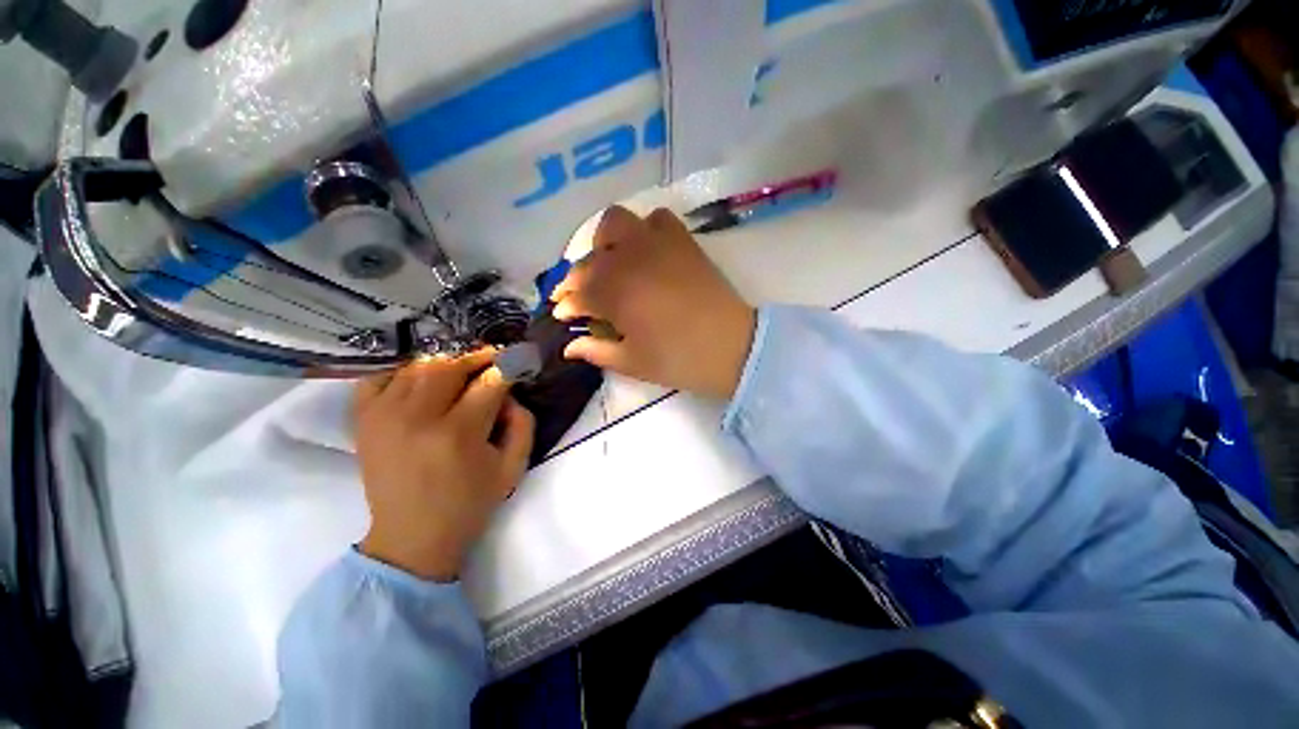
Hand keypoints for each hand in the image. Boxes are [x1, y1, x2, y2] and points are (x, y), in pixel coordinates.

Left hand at [353, 350, 534, 580]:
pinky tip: (420, 380)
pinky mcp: (363, 420)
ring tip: (462, 370)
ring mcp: (383, 416)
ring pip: (418, 365)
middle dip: (477, 357)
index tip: (519, 361)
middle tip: (493, 360)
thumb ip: (523, 423)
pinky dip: (402, 370)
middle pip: (450, 365)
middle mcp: (417, 417)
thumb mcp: (513, 468)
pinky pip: (380, 377)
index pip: (489, 382)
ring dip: (447, 362)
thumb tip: (510, 393)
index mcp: (458, 434)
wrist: (410, 538)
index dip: (508, 366)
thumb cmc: (469, 504)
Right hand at [552, 206, 756, 399]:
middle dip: (576, 278)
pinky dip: (643, 230)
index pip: (577, 294)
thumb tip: (569, 347)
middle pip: (588, 260)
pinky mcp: (681, 240)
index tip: (561, 315)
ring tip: (610, 264)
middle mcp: (628, 260)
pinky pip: (655, 219)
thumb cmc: (679, 360)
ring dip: (604, 242)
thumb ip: (596, 351)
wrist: (732, 348)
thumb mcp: (632, 362)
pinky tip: (645, 250)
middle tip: (581, 296)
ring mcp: (656, 244)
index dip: (566, 305)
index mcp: (613, 294)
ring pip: (615, 223)